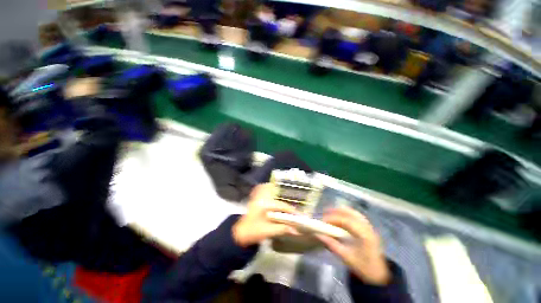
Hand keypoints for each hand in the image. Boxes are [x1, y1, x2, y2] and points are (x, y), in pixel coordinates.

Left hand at [233, 183, 299, 246]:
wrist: (239, 234)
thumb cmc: (253, 232)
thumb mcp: (268, 231)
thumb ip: (282, 229)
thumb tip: (296, 230)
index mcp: (264, 205)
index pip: (281, 205)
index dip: (291, 210)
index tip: (299, 215)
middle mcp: (261, 198)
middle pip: (275, 193)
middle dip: (285, 197)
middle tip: (293, 204)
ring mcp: (257, 197)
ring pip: (269, 189)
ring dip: (277, 192)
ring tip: (285, 199)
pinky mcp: (255, 199)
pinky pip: (263, 191)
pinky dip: (270, 192)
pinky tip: (274, 196)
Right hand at [317, 207, 389, 284]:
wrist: (379, 274)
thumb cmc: (363, 267)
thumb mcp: (346, 257)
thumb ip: (332, 245)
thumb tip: (318, 235)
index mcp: (364, 235)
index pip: (346, 221)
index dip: (333, 218)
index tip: (323, 221)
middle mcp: (367, 227)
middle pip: (350, 213)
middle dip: (336, 211)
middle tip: (324, 212)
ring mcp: (369, 226)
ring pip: (353, 212)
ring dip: (341, 210)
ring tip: (330, 212)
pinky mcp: (368, 228)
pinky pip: (356, 215)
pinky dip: (346, 213)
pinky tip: (340, 216)